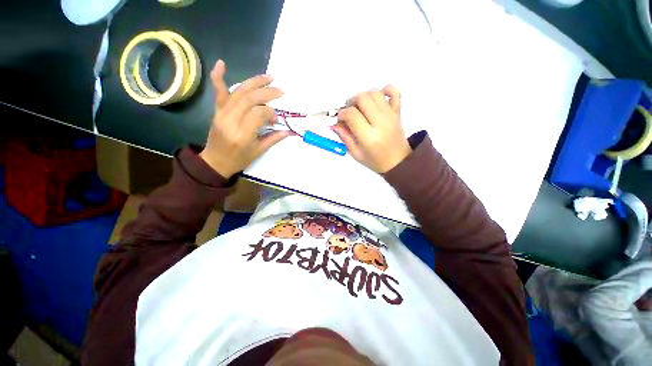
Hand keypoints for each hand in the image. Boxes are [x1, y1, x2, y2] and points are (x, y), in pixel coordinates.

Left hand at [199, 60, 290, 177]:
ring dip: (254, 82)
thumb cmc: (239, 159)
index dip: (270, 113)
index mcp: (243, 134)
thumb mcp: (258, 151)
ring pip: (239, 92)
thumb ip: (273, 139)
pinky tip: (222, 63)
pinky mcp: (217, 110)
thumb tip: (288, 131)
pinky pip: (218, 92)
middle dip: (267, 92)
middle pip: (249, 99)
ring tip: (269, 77)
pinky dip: (219, 76)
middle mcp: (231, 120)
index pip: (259, 113)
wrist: (215, 161)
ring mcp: (222, 113)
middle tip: (280, 90)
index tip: (275, 120)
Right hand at [332, 86, 410, 172]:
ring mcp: (391, 115)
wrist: (398, 162)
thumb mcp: (356, 153)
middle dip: (351, 102)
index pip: (352, 114)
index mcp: (369, 137)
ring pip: (375, 93)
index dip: (342, 114)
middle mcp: (380, 123)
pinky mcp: (398, 112)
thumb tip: (334, 123)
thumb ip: (345, 137)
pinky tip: (378, 98)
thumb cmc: (375, 161)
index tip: (340, 119)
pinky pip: (395, 92)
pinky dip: (385, 89)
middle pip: (363, 98)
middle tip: (349, 111)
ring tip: (360, 106)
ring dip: (364, 96)